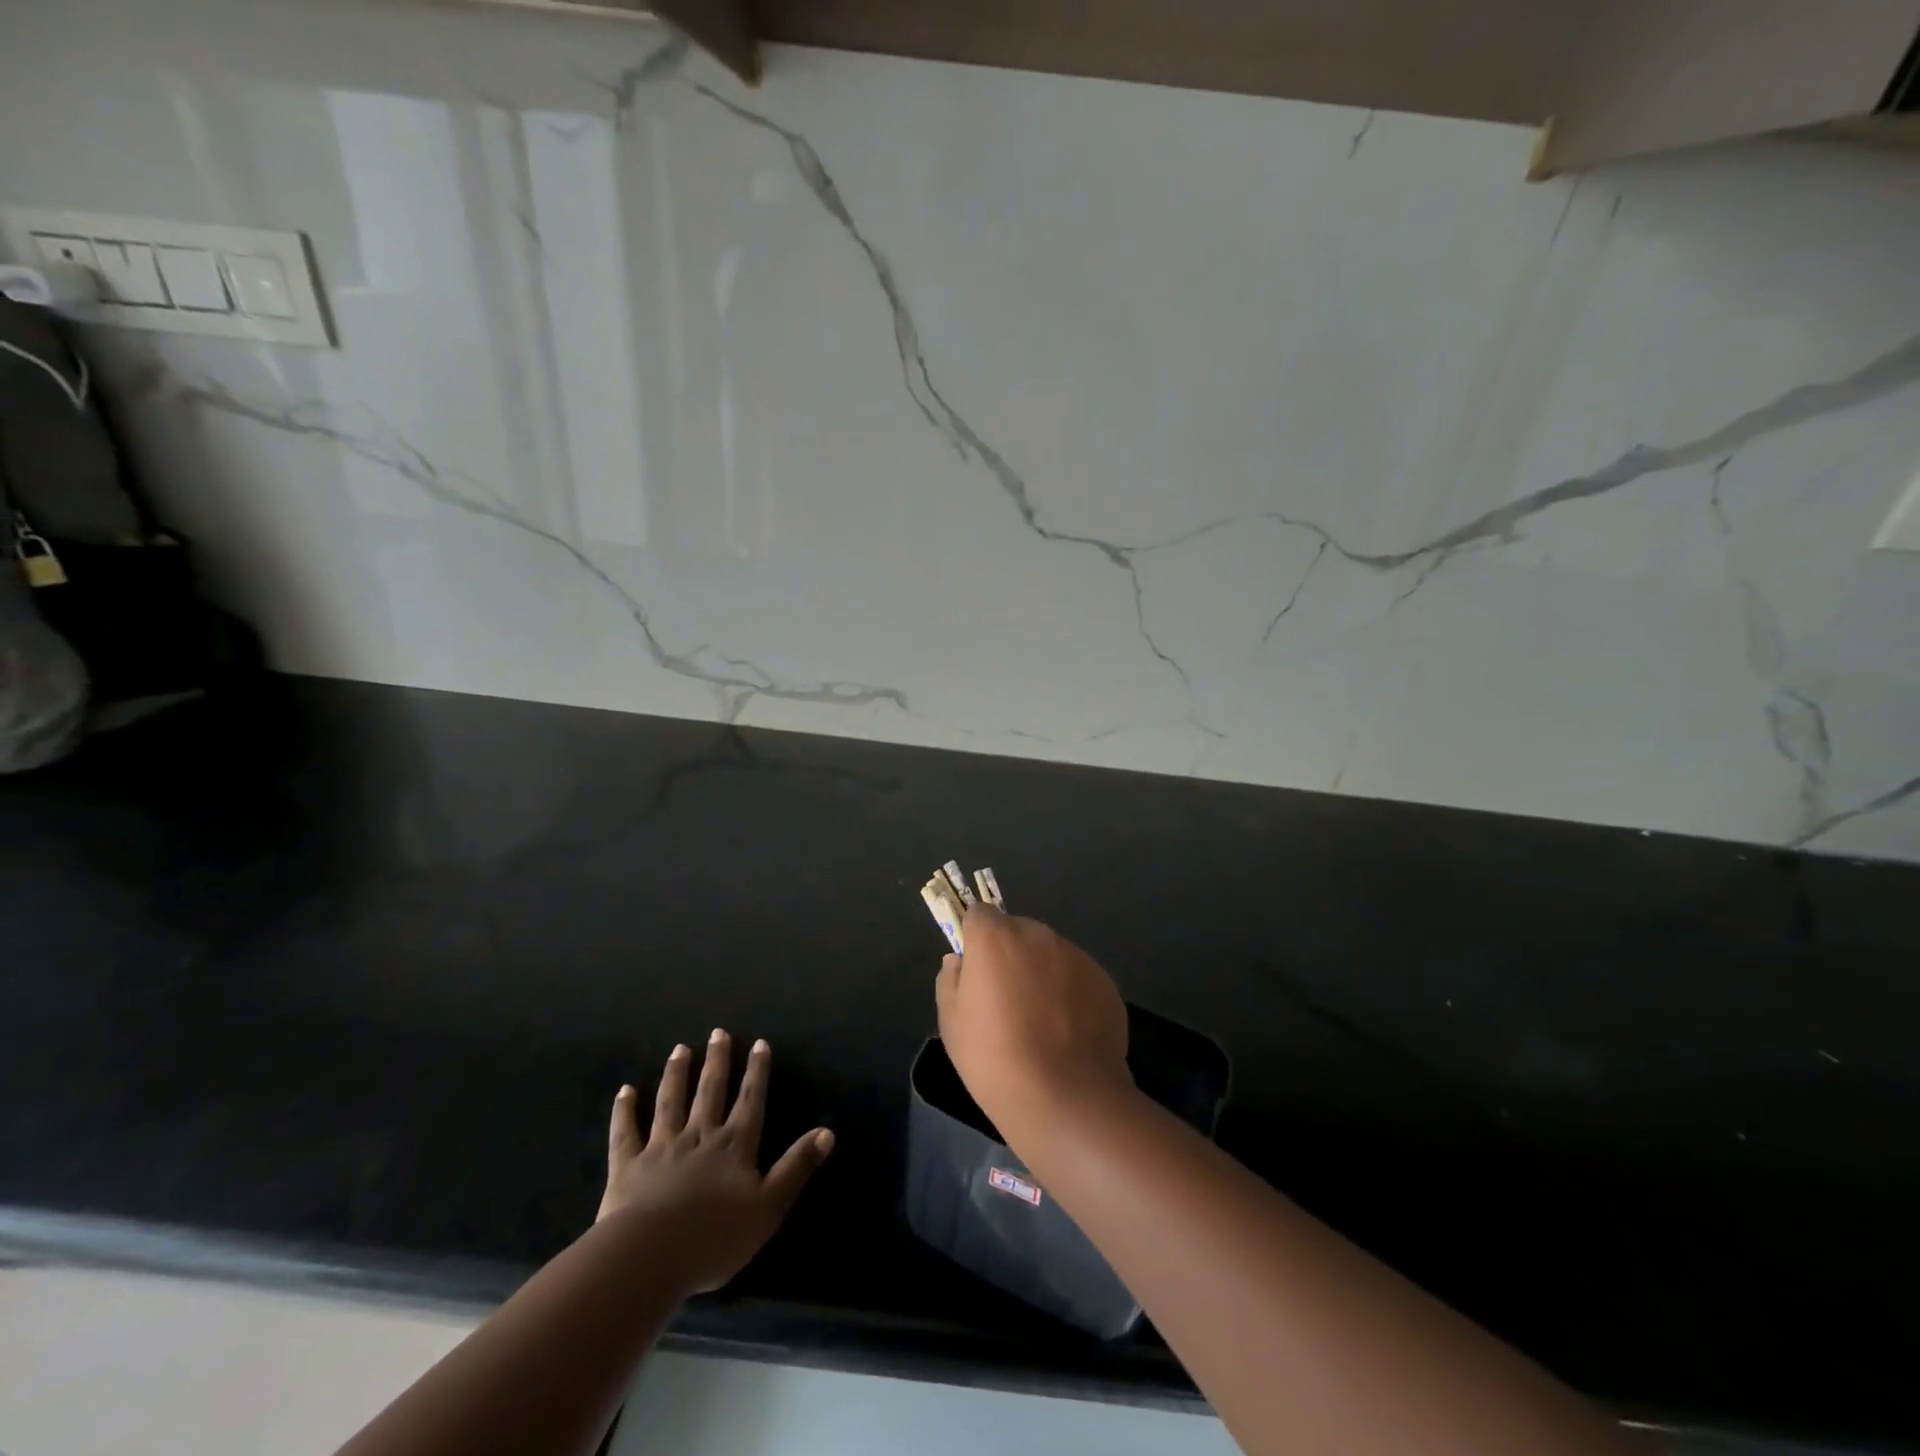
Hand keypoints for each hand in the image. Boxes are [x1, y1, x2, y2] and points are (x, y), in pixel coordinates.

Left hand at [597, 1030, 833, 1294]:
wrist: (650, 1257)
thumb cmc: (715, 1237)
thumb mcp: (769, 1207)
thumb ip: (797, 1167)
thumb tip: (827, 1132)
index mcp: (734, 1146)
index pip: (750, 1100)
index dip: (757, 1072)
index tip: (759, 1044)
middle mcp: (700, 1136)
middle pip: (710, 1091)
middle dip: (717, 1061)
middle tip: (718, 1033)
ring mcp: (661, 1148)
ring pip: (671, 1102)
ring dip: (677, 1074)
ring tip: (680, 1049)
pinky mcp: (627, 1167)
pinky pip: (626, 1132)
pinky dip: (625, 1110)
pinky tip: (625, 1091)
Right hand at [935, 905, 1133, 1135]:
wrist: (1067, 1098)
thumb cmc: (995, 1059)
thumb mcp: (952, 1024)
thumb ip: (950, 980)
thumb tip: (959, 961)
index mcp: (995, 938)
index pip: (979, 914)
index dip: (974, 937)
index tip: (974, 968)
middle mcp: (1038, 935)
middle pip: (1017, 931)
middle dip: (1010, 954)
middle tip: (1006, 999)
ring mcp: (1076, 955)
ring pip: (1050, 953)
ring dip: (1042, 972)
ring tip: (1041, 1020)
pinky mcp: (1105, 980)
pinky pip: (1078, 976)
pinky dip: (1070, 992)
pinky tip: (1068, 1032)